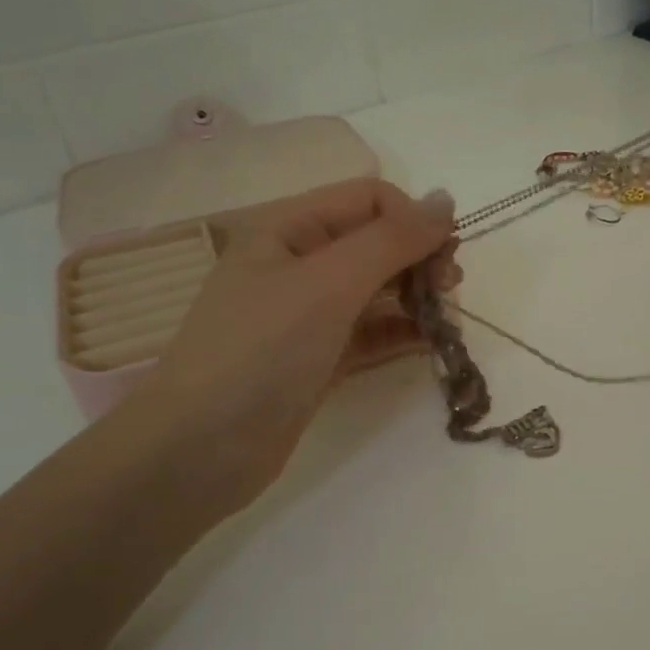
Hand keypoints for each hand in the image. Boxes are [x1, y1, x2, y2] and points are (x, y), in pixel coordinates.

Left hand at [130, 179, 456, 512]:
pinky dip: (403, 333)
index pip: (369, 200)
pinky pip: (372, 333)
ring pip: (379, 290)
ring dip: (418, 297)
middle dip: (420, 259)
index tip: (447, 256)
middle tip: (450, 291)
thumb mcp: (328, 284)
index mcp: (290, 228)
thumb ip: (391, 240)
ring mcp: (309, 315)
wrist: (199, 449)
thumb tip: (446, 200)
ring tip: (447, 323)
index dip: (413, 219)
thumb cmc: (261, 351)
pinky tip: (431, 344)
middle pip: (377, 243)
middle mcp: (299, 263)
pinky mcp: (319, 359)